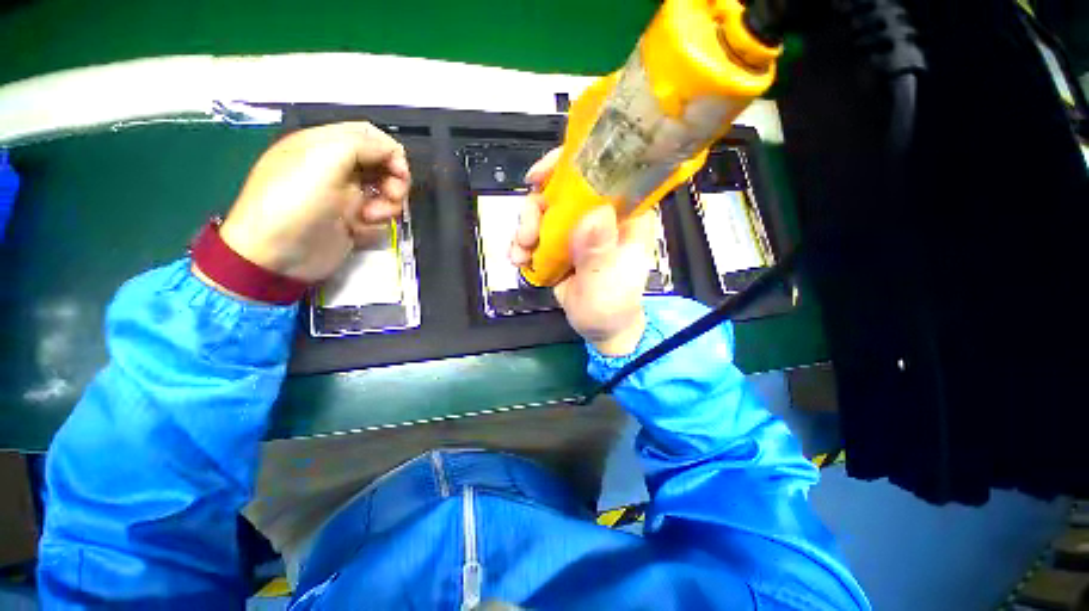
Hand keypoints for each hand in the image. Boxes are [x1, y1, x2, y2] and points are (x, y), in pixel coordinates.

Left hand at [213, 122, 409, 282]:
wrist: (279, 255)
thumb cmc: (296, 203)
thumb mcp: (323, 160)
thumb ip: (361, 144)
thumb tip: (393, 152)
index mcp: (325, 146)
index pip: (369, 136)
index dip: (390, 151)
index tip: (400, 173)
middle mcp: (338, 169)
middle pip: (383, 164)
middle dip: (394, 180)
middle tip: (393, 195)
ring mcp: (347, 197)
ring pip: (386, 192)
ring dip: (388, 204)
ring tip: (372, 216)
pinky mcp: (353, 222)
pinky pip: (380, 217)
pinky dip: (378, 223)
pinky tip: (362, 229)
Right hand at [510, 149, 655, 355]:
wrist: (600, 328)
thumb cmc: (612, 305)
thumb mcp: (606, 281)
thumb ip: (599, 251)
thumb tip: (593, 214)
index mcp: (625, 215)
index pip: (603, 172)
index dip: (570, 165)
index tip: (539, 177)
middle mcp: (600, 214)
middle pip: (562, 189)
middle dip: (536, 208)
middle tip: (527, 235)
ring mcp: (578, 229)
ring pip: (544, 209)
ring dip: (525, 228)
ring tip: (520, 254)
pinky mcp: (562, 243)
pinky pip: (537, 231)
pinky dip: (523, 243)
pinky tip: (519, 259)